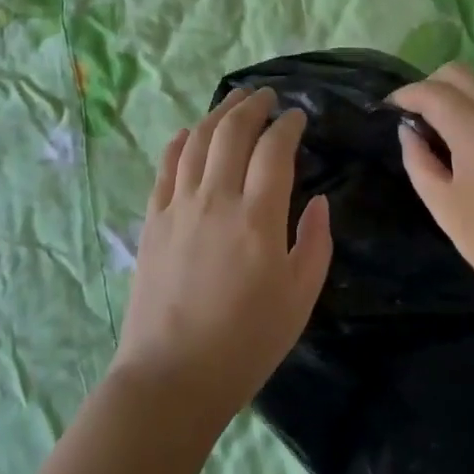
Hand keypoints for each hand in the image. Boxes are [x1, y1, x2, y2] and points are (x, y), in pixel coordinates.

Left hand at [113, 87, 332, 428]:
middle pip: (233, 132)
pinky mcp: (153, 219)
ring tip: (235, 100)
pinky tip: (189, 132)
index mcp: (258, 218)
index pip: (274, 150)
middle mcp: (216, 199)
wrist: (172, 377)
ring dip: (219, 113)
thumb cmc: (246, 344)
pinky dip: (180, 142)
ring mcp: (179, 205)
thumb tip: (320, 201)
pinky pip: (166, 166)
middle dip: (253, 106)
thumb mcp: (299, 301)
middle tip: (267, 95)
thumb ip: (315, 244)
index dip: (288, 125)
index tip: (297, 116)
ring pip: (198, 140)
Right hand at [390, 62, 473, 314]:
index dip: (406, 94)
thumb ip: (418, 159)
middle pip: (461, 73)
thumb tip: (409, 130)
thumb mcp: (441, 203)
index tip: (390, 107)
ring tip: (441, 126)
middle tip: (416, 113)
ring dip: (457, 93)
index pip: (433, 92)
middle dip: (432, 84)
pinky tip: (471, 140)